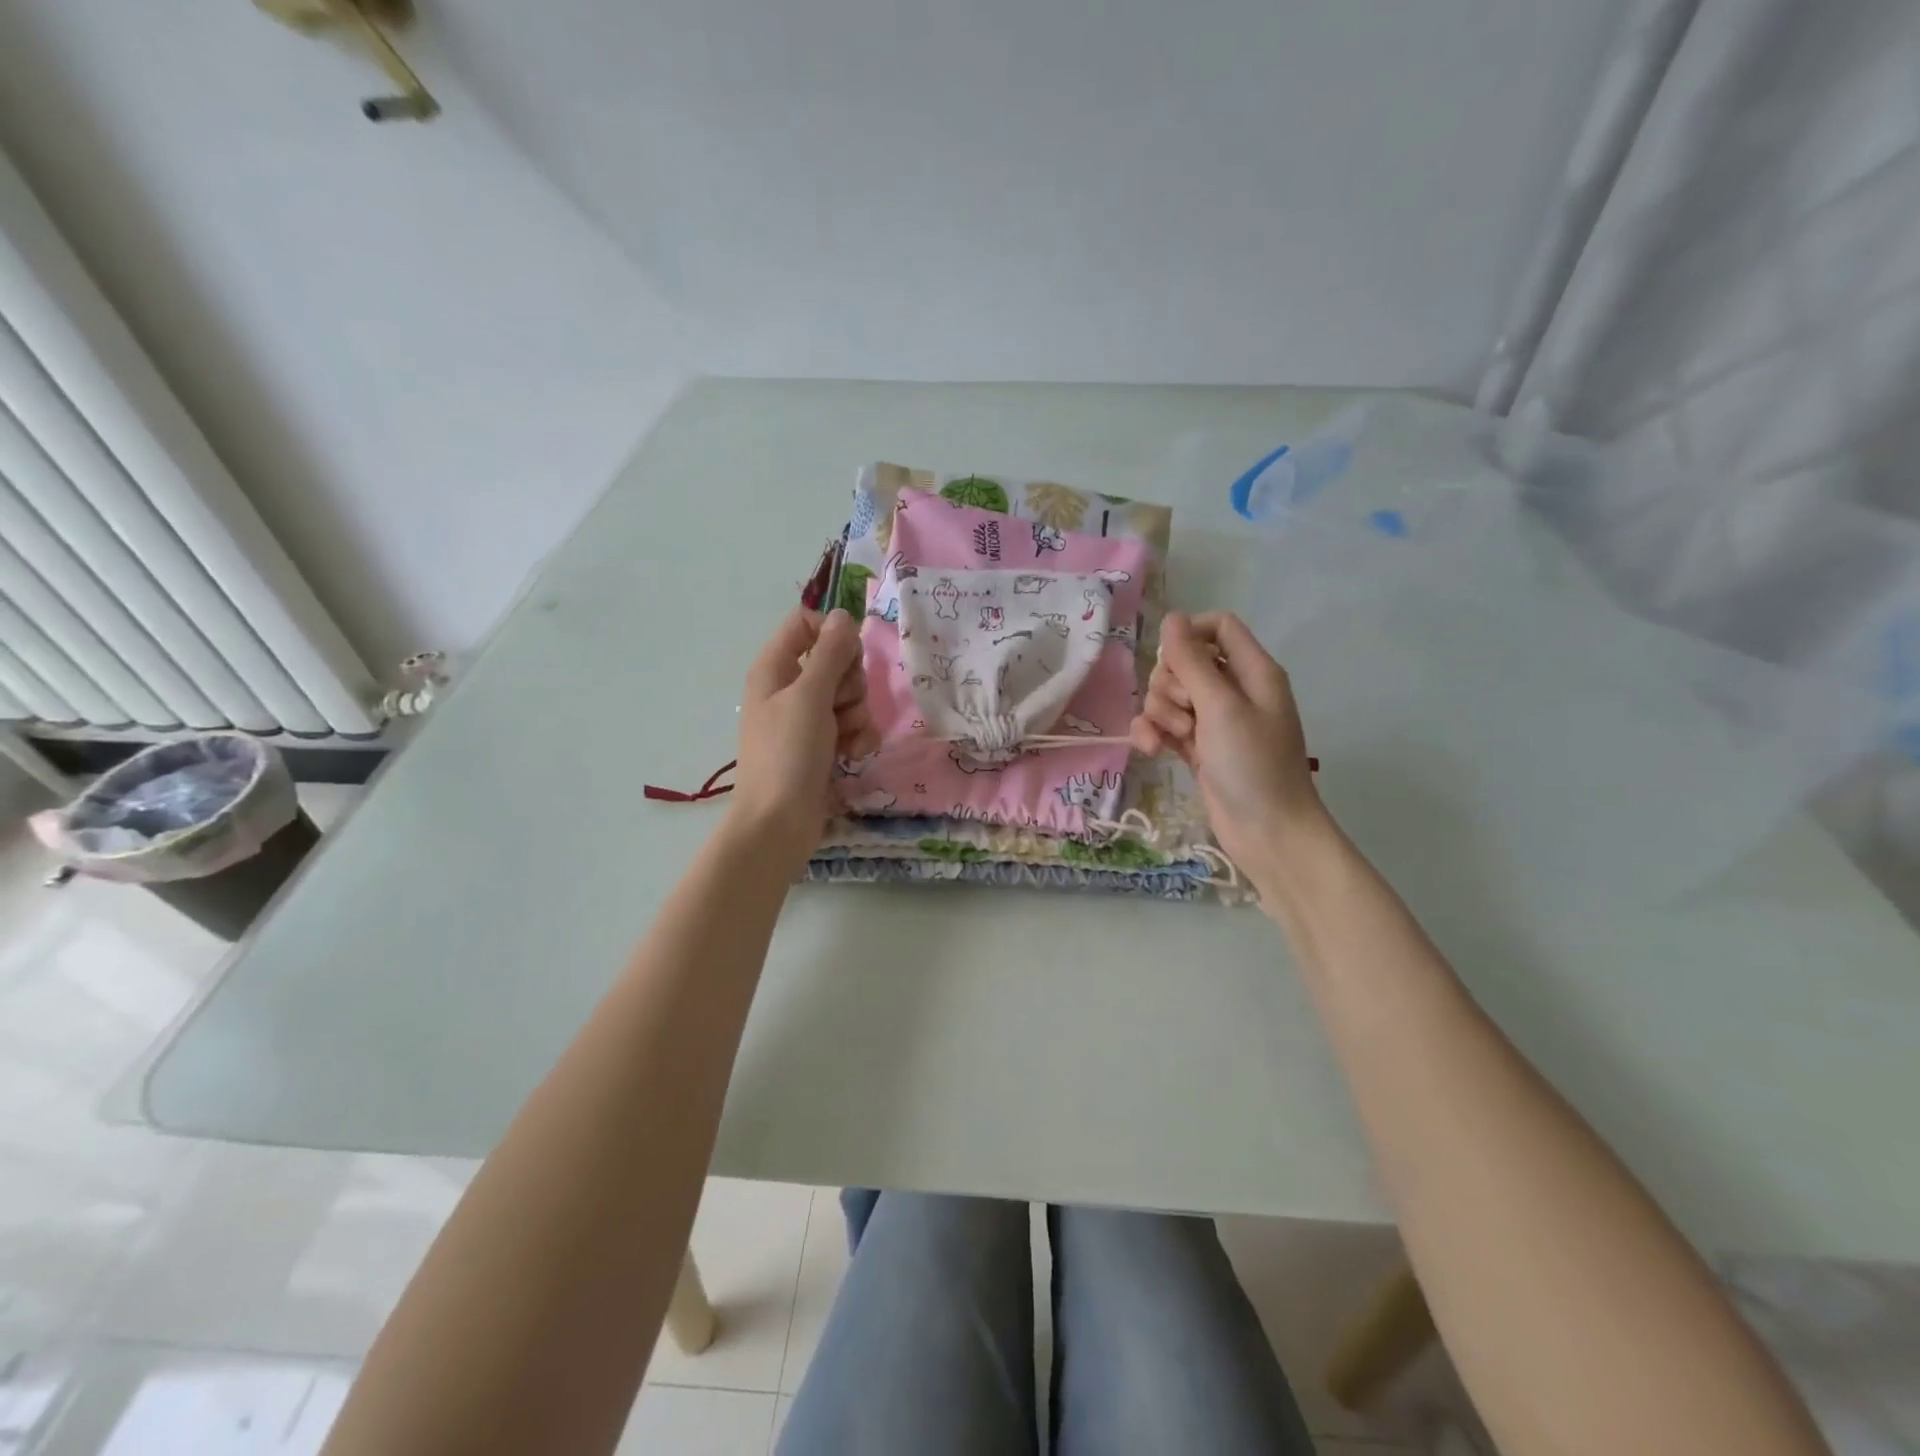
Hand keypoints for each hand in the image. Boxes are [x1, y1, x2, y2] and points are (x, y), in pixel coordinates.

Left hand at [729, 607, 876, 864]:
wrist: (779, 823)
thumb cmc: (788, 754)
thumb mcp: (810, 697)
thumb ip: (830, 654)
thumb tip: (844, 615)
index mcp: (775, 668)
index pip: (805, 624)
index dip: (832, 634)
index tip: (847, 656)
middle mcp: (790, 688)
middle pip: (835, 660)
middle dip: (851, 682)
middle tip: (842, 704)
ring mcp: (807, 719)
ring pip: (849, 695)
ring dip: (858, 715)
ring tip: (847, 738)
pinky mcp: (824, 745)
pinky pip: (852, 725)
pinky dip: (858, 738)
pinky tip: (854, 755)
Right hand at [1129, 611, 1328, 894]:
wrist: (1267, 832)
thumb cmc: (1253, 764)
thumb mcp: (1220, 707)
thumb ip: (1192, 661)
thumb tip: (1170, 618)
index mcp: (1253, 671)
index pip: (1218, 626)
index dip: (1189, 635)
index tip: (1171, 658)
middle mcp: (1233, 689)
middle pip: (1185, 661)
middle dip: (1170, 682)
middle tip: (1184, 710)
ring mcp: (1213, 720)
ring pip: (1169, 694)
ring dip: (1160, 712)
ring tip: (1176, 737)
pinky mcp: (1197, 747)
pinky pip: (1164, 725)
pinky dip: (1153, 733)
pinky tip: (1150, 750)